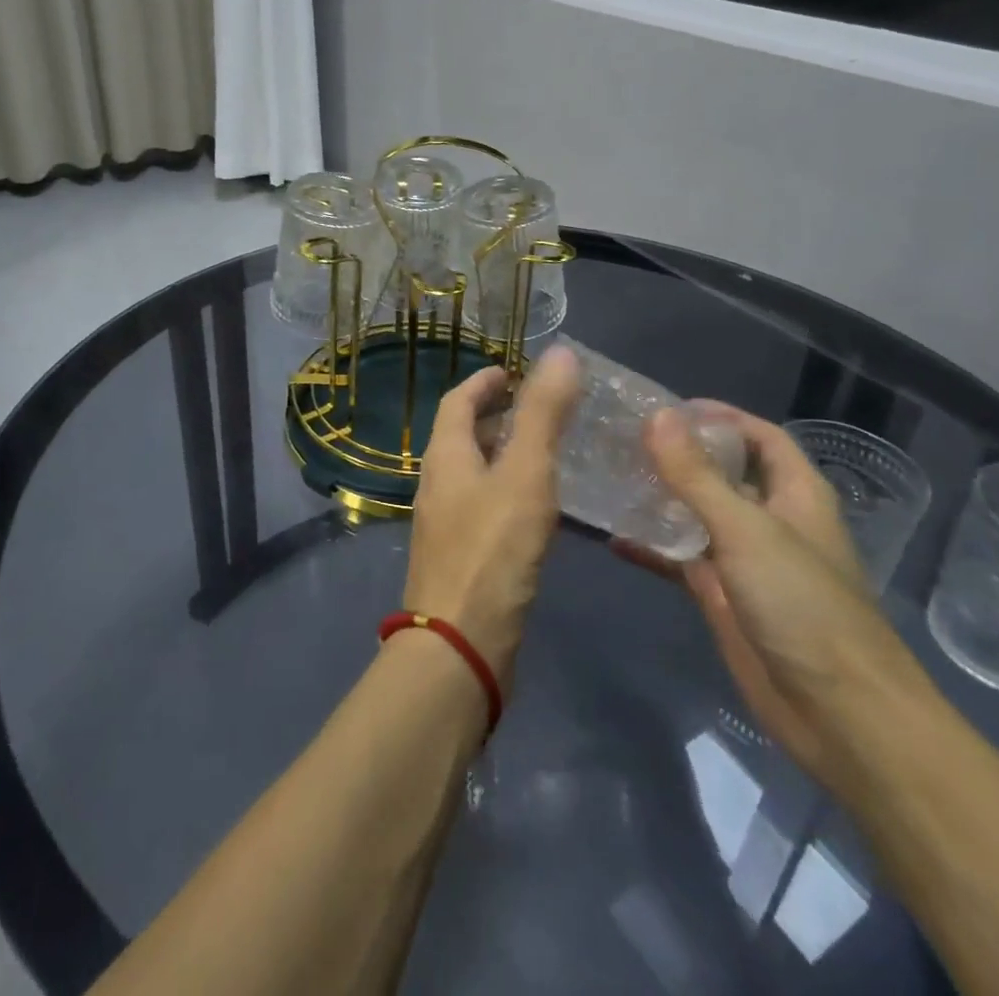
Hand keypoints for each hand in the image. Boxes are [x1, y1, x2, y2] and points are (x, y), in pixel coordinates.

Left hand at [401, 345, 580, 689]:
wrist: (461, 645)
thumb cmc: (492, 550)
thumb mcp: (525, 474)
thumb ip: (543, 415)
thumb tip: (560, 353)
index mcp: (445, 456)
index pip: (457, 401)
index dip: (484, 382)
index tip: (513, 371)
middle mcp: (438, 483)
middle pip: (462, 435)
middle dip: (496, 416)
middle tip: (540, 409)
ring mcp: (446, 523)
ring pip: (474, 472)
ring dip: (503, 454)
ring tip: (547, 452)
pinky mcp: (462, 556)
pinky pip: (484, 506)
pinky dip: (508, 490)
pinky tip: (539, 507)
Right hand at [618, 403, 933, 790]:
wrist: (840, 716)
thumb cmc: (804, 607)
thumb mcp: (747, 531)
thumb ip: (697, 475)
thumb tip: (657, 416)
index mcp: (795, 493)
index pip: (759, 436)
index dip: (720, 417)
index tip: (664, 408)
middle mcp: (770, 519)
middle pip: (722, 472)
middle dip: (679, 454)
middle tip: (621, 437)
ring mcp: (745, 560)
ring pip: (697, 515)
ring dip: (660, 497)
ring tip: (609, 475)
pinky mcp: (723, 597)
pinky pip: (681, 559)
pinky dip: (652, 547)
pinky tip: (612, 536)